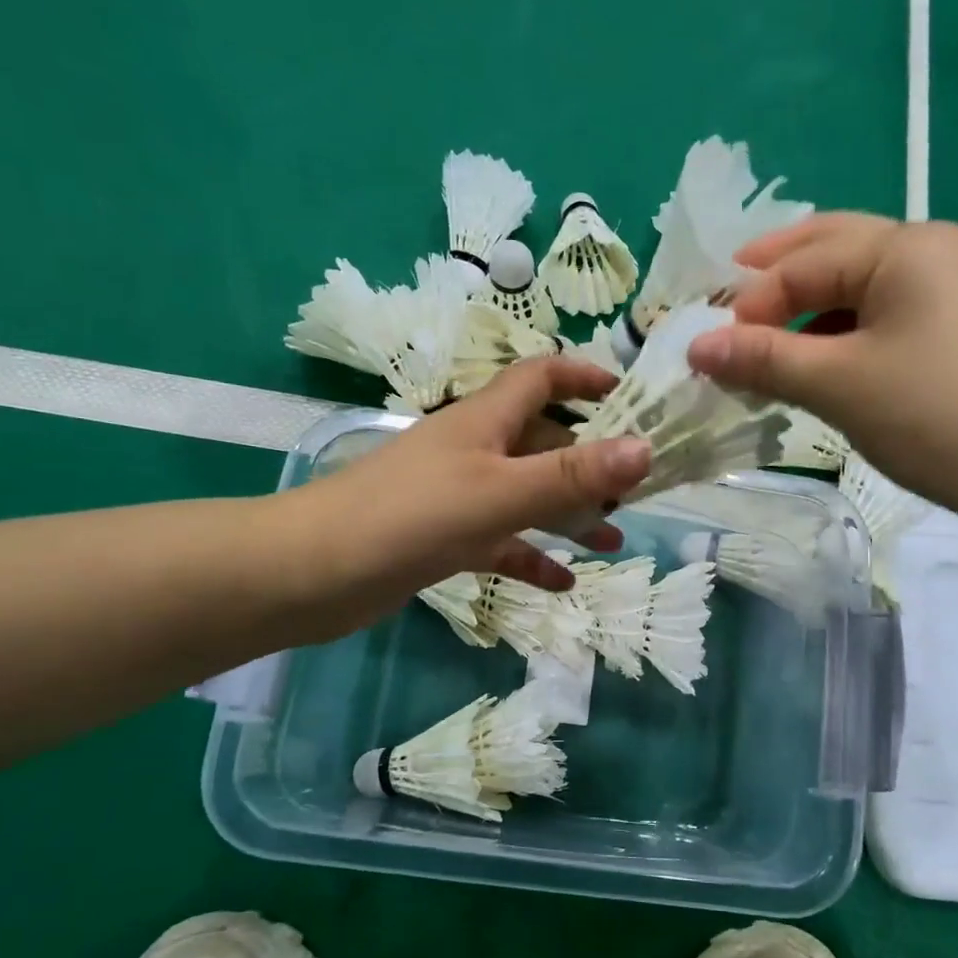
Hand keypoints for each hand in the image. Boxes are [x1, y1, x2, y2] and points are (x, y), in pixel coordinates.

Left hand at [273, 357, 650, 637]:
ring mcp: (457, 496)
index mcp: (484, 421)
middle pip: (542, 441)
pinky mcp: (443, 539)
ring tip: (613, 540)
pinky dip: (531, 556)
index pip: (540, 377)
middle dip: (590, 460)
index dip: (584, 375)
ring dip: (568, 514)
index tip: (630, 395)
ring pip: (526, 496)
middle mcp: (473, 450)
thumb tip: (646, 448)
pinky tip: (564, 582)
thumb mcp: (499, 493)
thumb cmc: (408, 517)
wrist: (310, 574)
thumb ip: (571, 473)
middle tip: (636, 490)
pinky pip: (500, 543)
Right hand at [687, 214, 957, 520]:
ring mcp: (956, 286)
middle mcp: (933, 249)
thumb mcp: (838, 384)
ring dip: (809, 307)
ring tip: (767, 337)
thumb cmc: (934, 415)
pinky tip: (823, 359)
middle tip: (726, 298)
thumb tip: (695, 347)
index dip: (750, 303)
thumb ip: (763, 359)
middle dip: (777, 274)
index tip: (709, 348)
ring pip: (861, 284)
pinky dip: (844, 330)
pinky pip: (886, 312)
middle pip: (835, 248)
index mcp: (905, 247)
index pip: (804, 263)